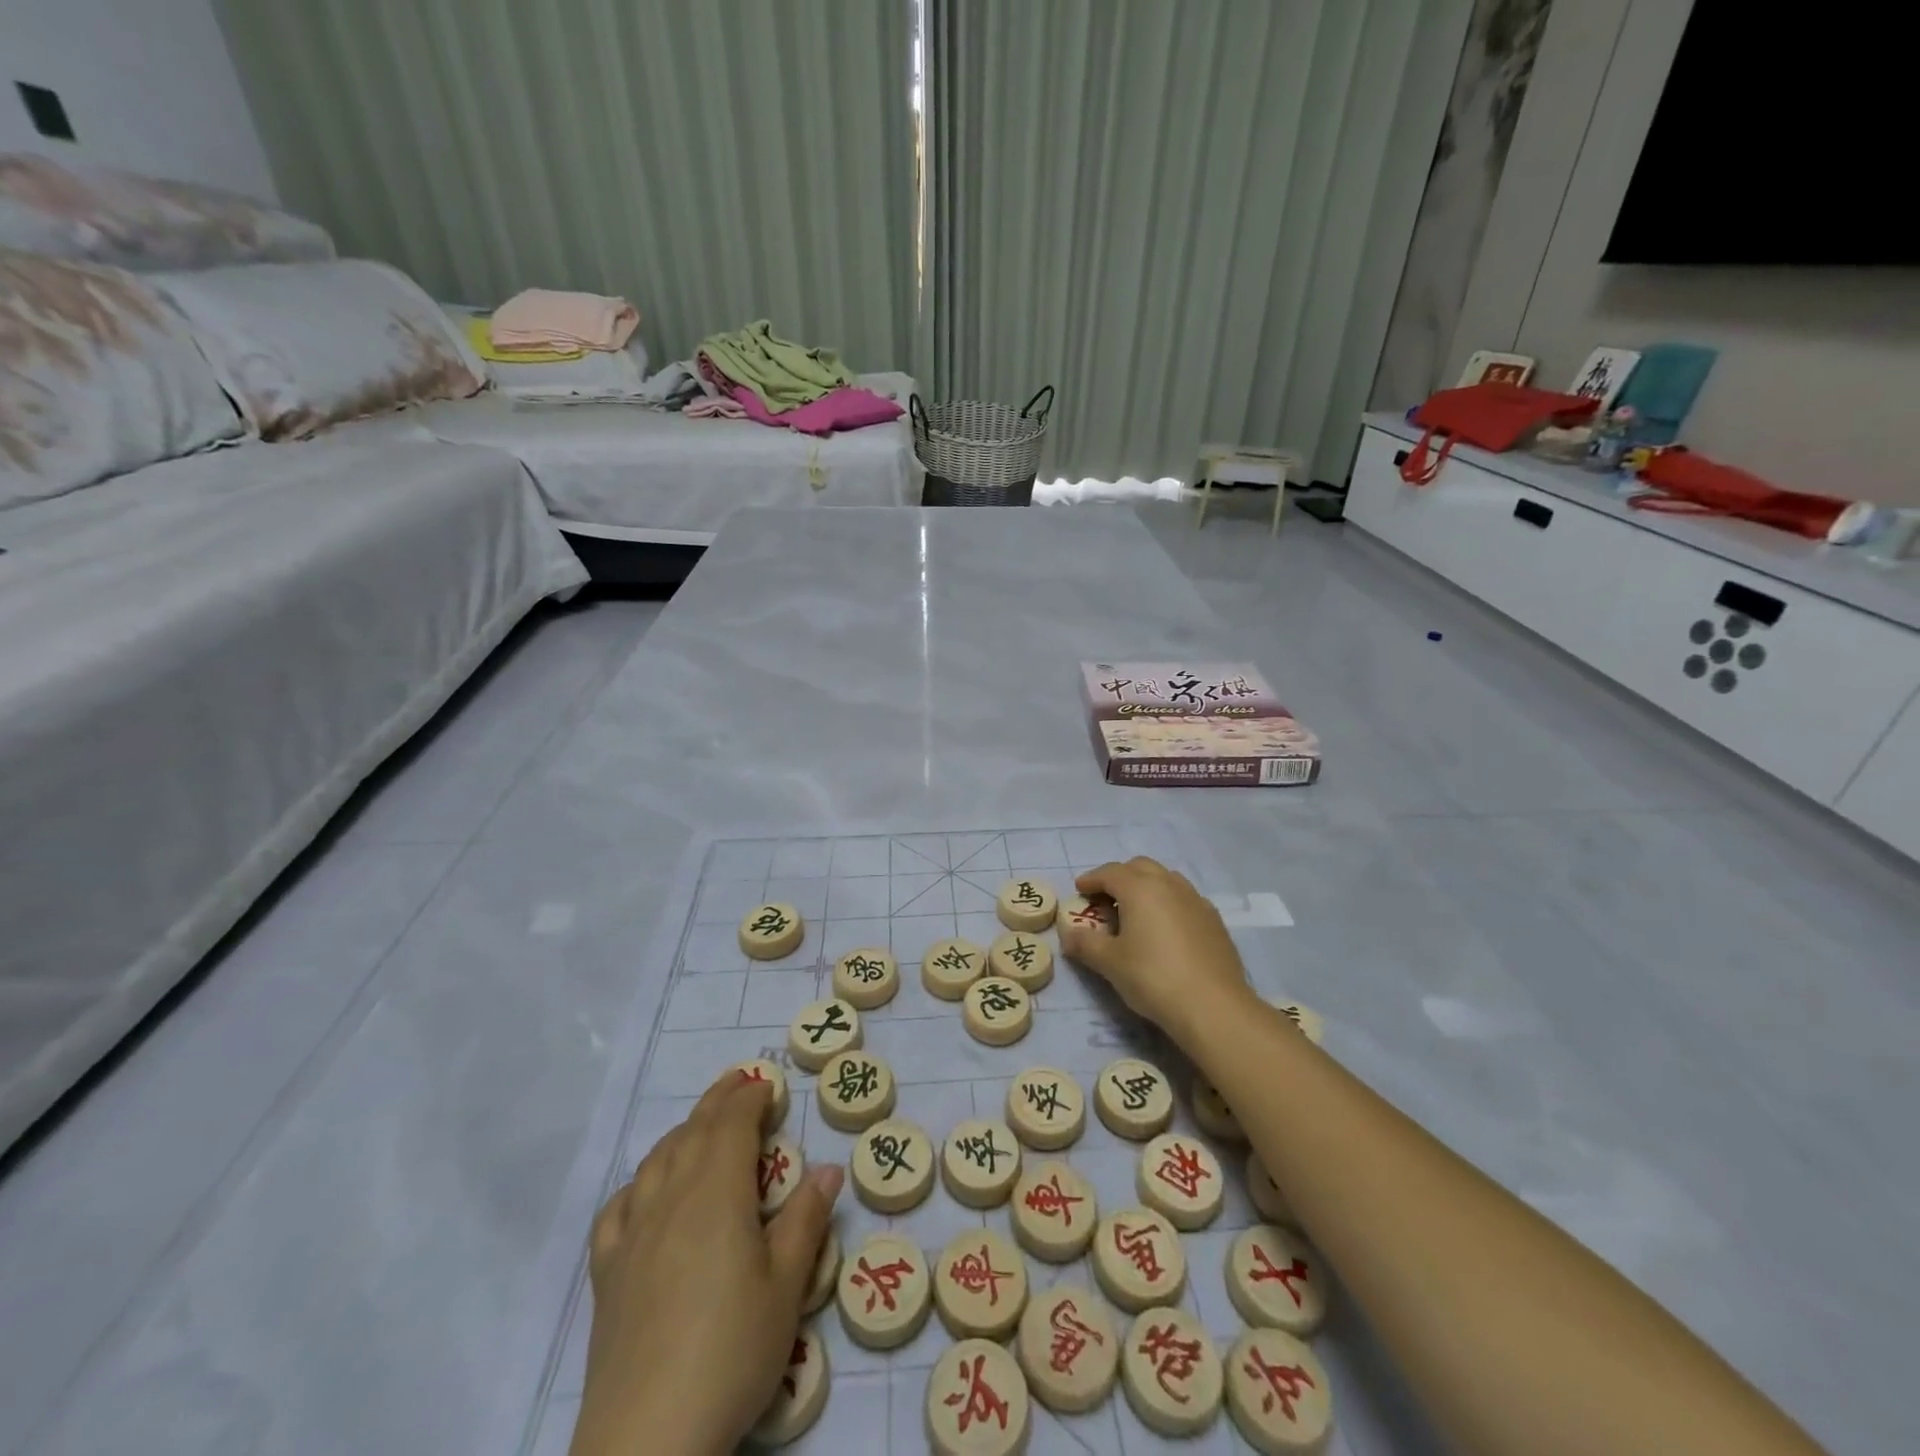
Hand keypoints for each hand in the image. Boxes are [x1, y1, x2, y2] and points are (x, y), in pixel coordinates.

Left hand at [570, 1072, 842, 1455]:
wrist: (647, 1440)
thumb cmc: (731, 1353)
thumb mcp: (787, 1288)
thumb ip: (806, 1220)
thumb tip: (827, 1167)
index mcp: (718, 1193)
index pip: (733, 1124)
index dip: (751, 1097)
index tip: (768, 1086)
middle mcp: (672, 1198)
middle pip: (694, 1131)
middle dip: (719, 1101)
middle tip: (739, 1082)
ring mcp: (633, 1234)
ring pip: (657, 1160)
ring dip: (683, 1131)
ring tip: (701, 1126)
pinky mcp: (608, 1272)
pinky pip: (619, 1206)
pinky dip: (639, 1183)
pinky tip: (646, 1192)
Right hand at [1058, 857, 1253, 1048]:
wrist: (1213, 1006)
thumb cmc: (1153, 977)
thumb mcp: (1110, 963)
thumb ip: (1085, 944)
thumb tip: (1067, 934)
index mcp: (1140, 889)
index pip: (1110, 872)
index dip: (1091, 879)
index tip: (1079, 890)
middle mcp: (1169, 885)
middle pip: (1140, 867)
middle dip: (1120, 877)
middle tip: (1106, 899)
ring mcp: (1196, 901)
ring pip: (1166, 879)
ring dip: (1147, 887)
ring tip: (1136, 912)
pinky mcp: (1214, 920)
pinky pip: (1185, 899)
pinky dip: (1169, 903)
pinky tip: (1166, 929)